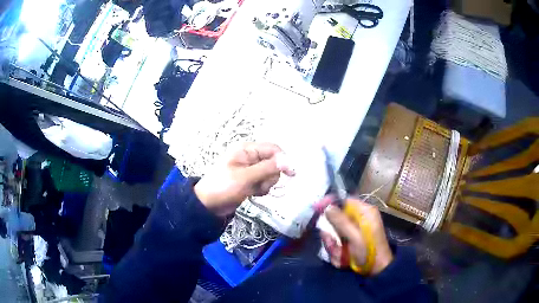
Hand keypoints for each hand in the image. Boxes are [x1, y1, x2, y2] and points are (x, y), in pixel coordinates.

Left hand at [194, 142, 294, 216]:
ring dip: (266, 184)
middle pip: (274, 162)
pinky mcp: (251, 181)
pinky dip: (261, 189)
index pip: (273, 149)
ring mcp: (251, 170)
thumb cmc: (223, 187)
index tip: (290, 174)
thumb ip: (267, 168)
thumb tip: (288, 161)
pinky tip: (253, 194)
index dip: (283, 160)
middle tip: (261, 184)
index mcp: (247, 150)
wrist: (208, 205)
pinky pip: (264, 182)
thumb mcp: (245, 177)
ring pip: (270, 174)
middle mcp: (250, 157)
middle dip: (271, 176)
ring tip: (254, 190)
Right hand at [321, 199, 392, 274]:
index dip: (330, 202)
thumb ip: (340, 221)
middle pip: (336, 220)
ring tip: (341, 256)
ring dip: (334, 246)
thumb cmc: (369, 251)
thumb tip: (327, 207)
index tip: (316, 208)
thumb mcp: (354, 236)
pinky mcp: (351, 241)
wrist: (377, 270)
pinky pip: (337, 243)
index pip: (344, 200)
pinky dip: (338, 252)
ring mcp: (354, 231)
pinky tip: (344, 260)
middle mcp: (359, 219)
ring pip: (335, 234)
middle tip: (333, 245)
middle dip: (332, 236)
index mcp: (364, 212)